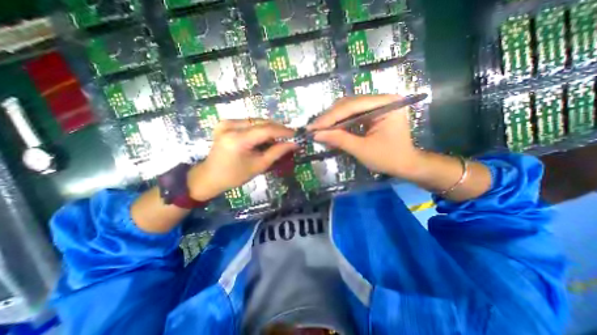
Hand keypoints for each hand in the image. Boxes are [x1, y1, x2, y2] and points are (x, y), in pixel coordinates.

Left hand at [187, 120, 297, 200]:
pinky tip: (265, 136)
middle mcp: (230, 126)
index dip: (283, 131)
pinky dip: (259, 128)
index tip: (296, 134)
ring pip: (256, 121)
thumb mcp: (259, 166)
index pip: (266, 129)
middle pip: (261, 122)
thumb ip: (277, 152)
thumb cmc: (235, 176)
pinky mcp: (225, 123)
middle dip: (278, 128)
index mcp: (237, 140)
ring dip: (269, 128)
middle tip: (289, 136)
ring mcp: (226, 122)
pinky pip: (248, 122)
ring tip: (279, 137)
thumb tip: (294, 144)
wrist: (210, 176)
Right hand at [310, 94, 420, 178]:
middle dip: (330, 118)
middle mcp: (382, 99)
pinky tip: (330, 130)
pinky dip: (340, 123)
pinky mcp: (372, 112)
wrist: (405, 164)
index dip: (330, 117)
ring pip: (348, 108)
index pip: (353, 106)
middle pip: (349, 104)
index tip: (313, 127)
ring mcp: (377, 105)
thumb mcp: (362, 150)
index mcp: (387, 103)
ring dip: (332, 120)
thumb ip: (339, 140)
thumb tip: (316, 134)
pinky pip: (352, 114)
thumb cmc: (388, 158)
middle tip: (313, 128)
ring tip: (319, 130)